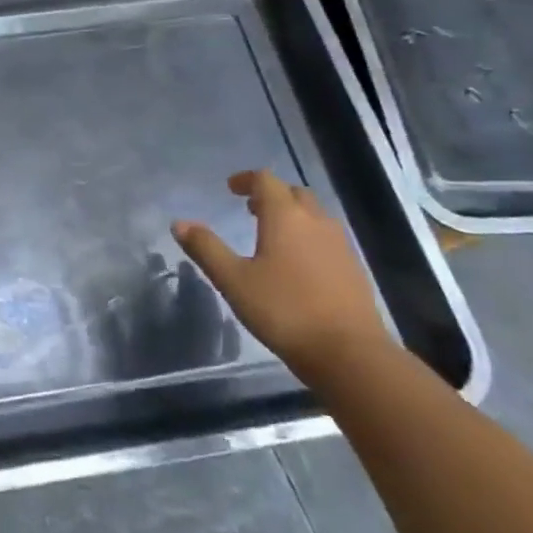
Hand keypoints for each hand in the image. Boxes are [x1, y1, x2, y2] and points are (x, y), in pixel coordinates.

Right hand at [172, 170, 391, 381]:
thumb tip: (179, 223)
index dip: (246, 179)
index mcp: (285, 217)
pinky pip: (327, 238)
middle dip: (271, 196)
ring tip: (271, 235)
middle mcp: (316, 222)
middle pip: (293, 194)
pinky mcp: (354, 268)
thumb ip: (206, 248)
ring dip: (292, 216)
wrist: (349, 353)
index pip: (266, 180)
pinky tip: (298, 264)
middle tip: (250, 209)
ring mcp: (340, 245)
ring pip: (314, 216)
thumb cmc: (284, 310)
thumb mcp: (234, 280)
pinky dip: (308, 237)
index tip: (230, 189)